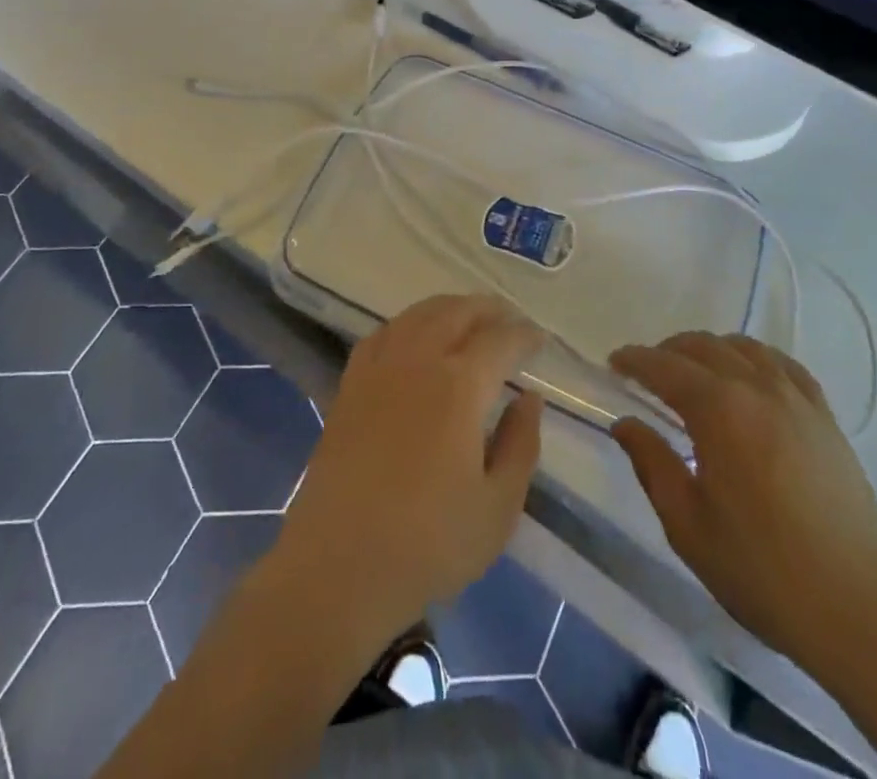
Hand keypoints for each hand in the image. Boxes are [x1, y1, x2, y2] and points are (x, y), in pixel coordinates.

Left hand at [274, 294, 544, 644]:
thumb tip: (529, 398)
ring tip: (469, 319)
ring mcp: (378, 368)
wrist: (337, 567)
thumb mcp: (497, 508)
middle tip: (509, 319)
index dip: (524, 335)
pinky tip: (415, 337)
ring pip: (418, 315)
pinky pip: (384, 333)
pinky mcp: (349, 384)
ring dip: (449, 308)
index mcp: (459, 386)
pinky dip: (409, 323)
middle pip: (456, 313)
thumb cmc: (427, 544)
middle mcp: (417, 360)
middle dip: (488, 310)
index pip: (499, 340)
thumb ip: (521, 446)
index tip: (539, 339)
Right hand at [610, 333, 876, 680]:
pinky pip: (783, 365)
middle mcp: (756, 387)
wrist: (861, 608)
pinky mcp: (825, 417)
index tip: (614, 363)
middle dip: (667, 351)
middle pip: (703, 346)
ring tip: (694, 371)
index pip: (664, 366)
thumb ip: (652, 464)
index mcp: (718, 409)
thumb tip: (626, 423)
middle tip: (646, 372)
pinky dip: (755, 358)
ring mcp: (796, 399)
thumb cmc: (763, 570)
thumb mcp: (688, 525)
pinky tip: (750, 376)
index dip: (634, 360)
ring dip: (709, 349)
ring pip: (744, 347)